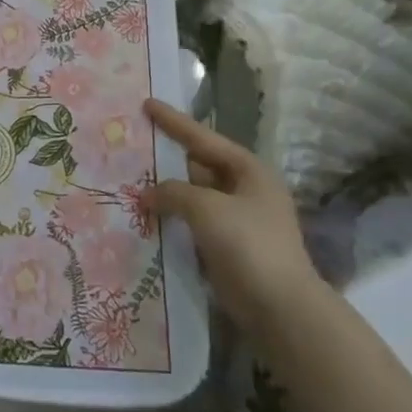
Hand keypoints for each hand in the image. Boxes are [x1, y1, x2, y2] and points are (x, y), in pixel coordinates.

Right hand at [143, 100, 317, 325]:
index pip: (203, 137)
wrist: (280, 307)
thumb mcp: (206, 207)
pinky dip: (172, 217)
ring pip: (193, 195)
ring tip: (131, 179)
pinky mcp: (227, 246)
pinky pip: (193, 222)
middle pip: (198, 165)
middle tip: (134, 145)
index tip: (147, 103)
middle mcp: (245, 189)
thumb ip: (173, 192)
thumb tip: (148, 195)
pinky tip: (146, 215)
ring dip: (166, 191)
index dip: (173, 121)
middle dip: (167, 157)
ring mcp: (237, 219)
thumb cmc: (248, 244)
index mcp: (248, 170)